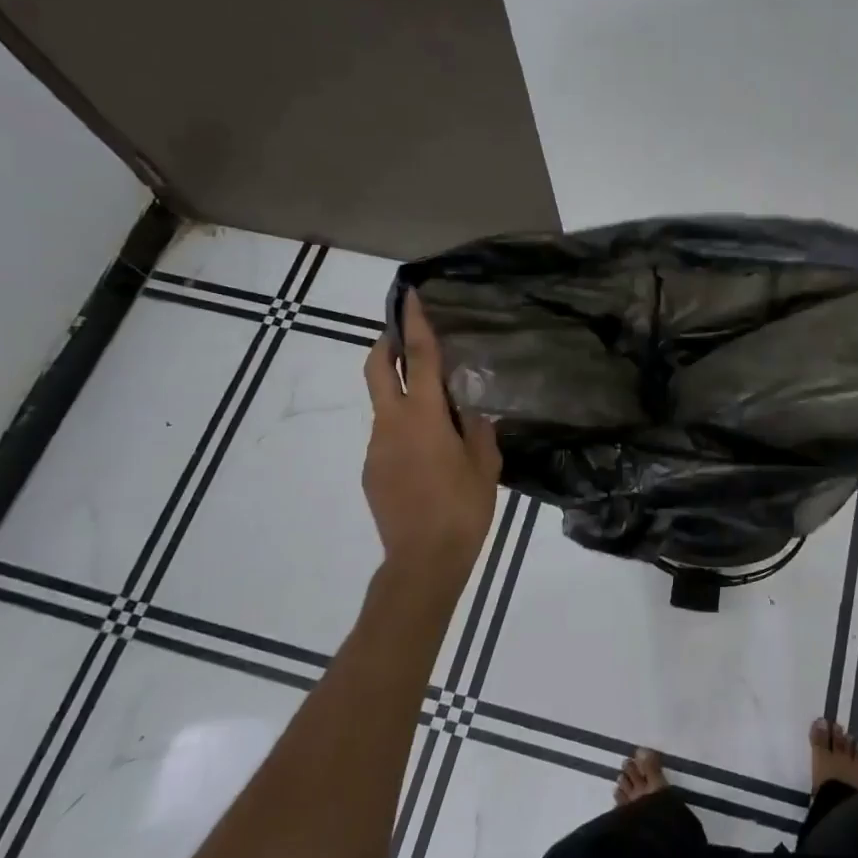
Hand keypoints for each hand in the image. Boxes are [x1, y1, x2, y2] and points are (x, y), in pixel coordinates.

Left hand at [363, 292, 501, 581]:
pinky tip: (428, 457)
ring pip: (385, 406)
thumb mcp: (485, 466)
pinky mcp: (371, 470)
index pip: (416, 358)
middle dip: (385, 343)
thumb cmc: (462, 509)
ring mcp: (376, 447)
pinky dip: (404, 431)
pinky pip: (387, 437)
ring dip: (403, 396)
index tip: (411, 297)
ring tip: (438, 418)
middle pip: (377, 369)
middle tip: (404, 334)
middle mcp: (391, 424)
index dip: (414, 324)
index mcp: (424, 418)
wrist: (422, 561)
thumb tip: (470, 411)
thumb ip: (478, 430)